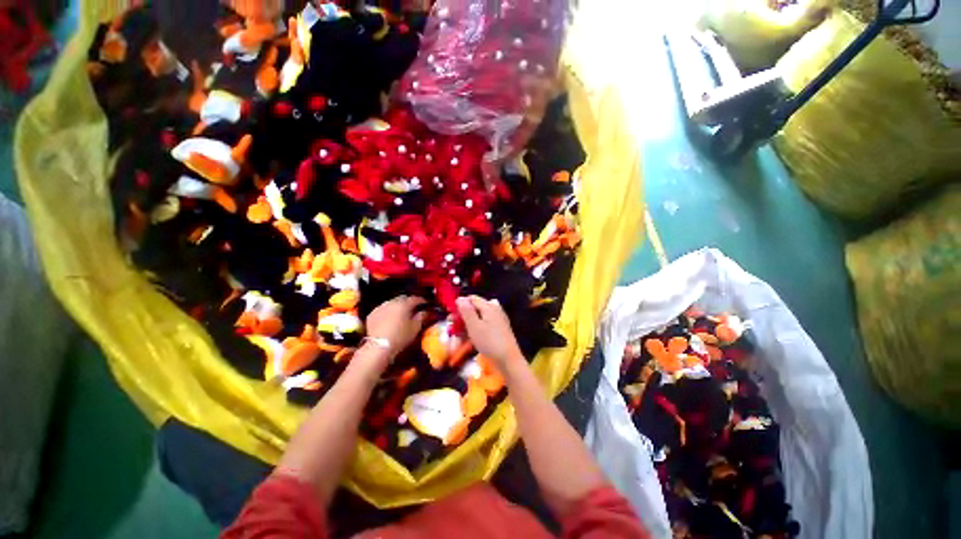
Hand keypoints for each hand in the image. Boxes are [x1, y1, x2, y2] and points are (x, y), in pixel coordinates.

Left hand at [365, 295, 427, 358]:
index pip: (415, 298)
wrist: (379, 347)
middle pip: (403, 298)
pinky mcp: (372, 314)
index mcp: (404, 304)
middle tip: (413, 309)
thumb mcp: (415, 328)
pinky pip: (383, 309)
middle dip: (409, 302)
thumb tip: (425, 311)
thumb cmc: (400, 337)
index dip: (422, 301)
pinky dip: (388, 311)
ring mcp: (380, 307)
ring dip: (397, 306)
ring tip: (401, 314)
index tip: (425, 304)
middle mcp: (392, 302)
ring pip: (392, 302)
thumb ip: (422, 317)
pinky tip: (389, 319)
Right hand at [456, 296, 523, 370]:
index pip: (472, 299)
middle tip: (454, 328)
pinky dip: (477, 329)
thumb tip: (460, 298)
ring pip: (480, 317)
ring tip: (461, 335)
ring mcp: (499, 319)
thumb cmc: (489, 342)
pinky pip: (486, 324)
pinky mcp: (500, 329)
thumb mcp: (474, 326)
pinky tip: (473, 338)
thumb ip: (466, 311)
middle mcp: (495, 309)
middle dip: (464, 316)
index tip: (451, 316)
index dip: (460, 305)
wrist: (508, 360)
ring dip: (469, 324)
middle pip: (476, 307)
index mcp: (489, 306)